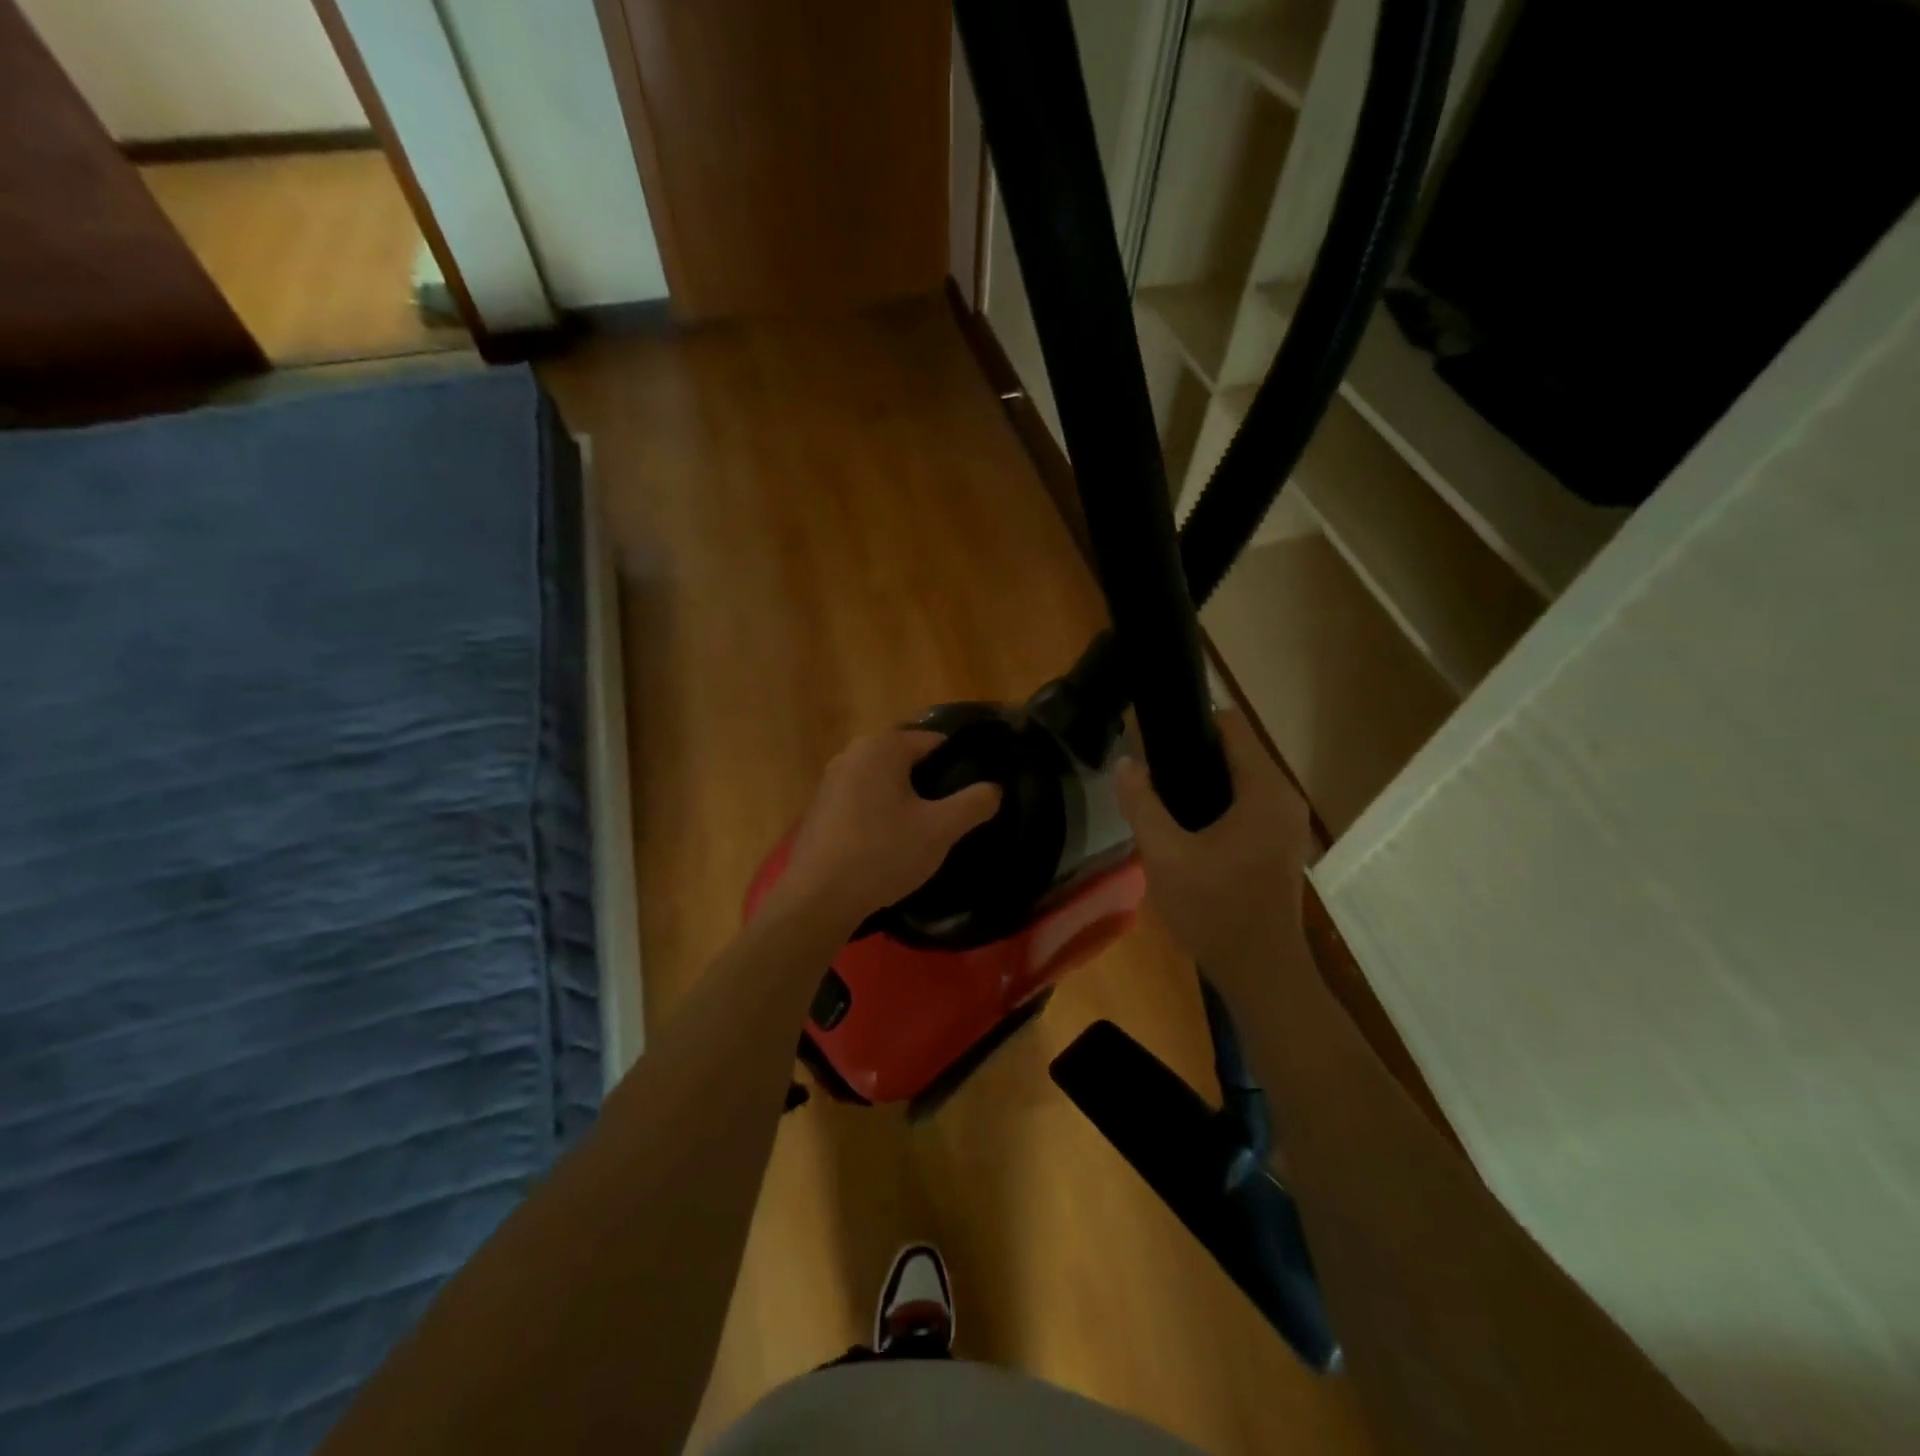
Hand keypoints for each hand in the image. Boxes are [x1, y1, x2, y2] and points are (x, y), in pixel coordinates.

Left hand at [770, 730, 1000, 935]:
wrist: (819, 898)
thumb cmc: (883, 854)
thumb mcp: (940, 829)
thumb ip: (975, 803)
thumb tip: (994, 788)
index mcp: (882, 746)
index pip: (935, 742)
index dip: (959, 766)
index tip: (973, 796)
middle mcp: (853, 752)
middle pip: (908, 760)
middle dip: (931, 784)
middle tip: (950, 817)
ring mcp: (831, 779)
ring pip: (884, 780)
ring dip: (905, 800)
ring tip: (923, 833)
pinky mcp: (820, 806)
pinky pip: (862, 798)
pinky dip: (880, 813)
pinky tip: (888, 844)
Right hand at [1115, 710, 1312, 978]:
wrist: (1260, 971)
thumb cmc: (1214, 910)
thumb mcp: (1165, 855)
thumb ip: (1141, 804)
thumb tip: (1124, 762)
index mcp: (1264, 791)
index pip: (1231, 725)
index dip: (1190, 722)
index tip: (1151, 737)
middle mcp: (1283, 798)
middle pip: (1235, 751)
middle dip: (1190, 754)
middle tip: (1146, 771)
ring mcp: (1286, 823)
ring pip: (1239, 779)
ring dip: (1201, 781)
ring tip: (1158, 797)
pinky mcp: (1280, 844)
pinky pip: (1246, 804)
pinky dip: (1217, 804)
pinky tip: (1184, 827)